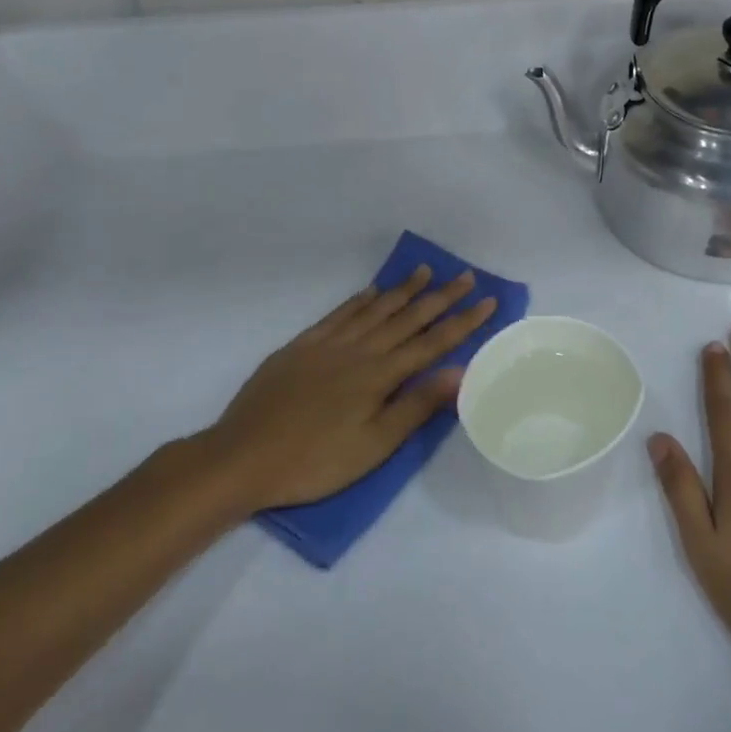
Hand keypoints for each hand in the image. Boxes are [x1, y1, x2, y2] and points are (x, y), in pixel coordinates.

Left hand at [194, 267, 496, 514]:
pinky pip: (339, 314)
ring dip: (403, 289)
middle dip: (441, 296)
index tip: (488, 300)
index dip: (463, 321)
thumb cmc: (315, 460)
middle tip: (466, 275)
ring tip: (425, 271)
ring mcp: (328, 344)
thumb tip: (459, 372)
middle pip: (408, 317)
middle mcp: (359, 350)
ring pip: (375, 309)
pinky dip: (359, 299)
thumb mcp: (374, 445)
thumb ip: (417, 406)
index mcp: (380, 375)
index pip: (432, 342)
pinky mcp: (301, 346)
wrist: (242, 457)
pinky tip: (371, 291)